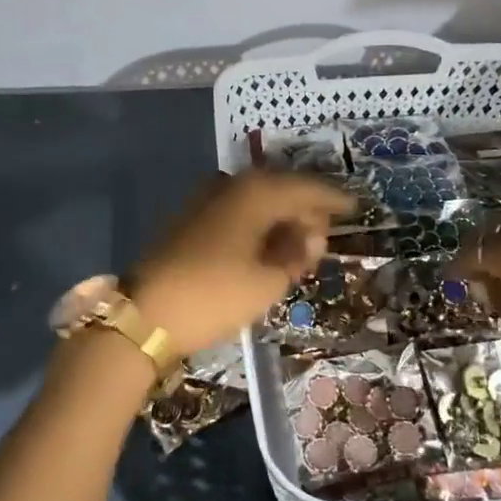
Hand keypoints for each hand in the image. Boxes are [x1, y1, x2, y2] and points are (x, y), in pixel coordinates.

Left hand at [129, 171, 352, 355]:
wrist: (145, 314)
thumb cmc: (214, 295)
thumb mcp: (268, 281)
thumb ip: (297, 253)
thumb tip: (311, 234)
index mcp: (256, 193)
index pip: (306, 188)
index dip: (333, 199)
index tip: (356, 207)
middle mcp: (231, 186)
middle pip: (281, 190)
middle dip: (306, 211)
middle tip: (325, 239)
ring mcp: (207, 200)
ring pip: (258, 202)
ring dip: (281, 220)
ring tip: (300, 249)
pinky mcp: (191, 219)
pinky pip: (238, 213)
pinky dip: (258, 227)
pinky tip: (267, 249)